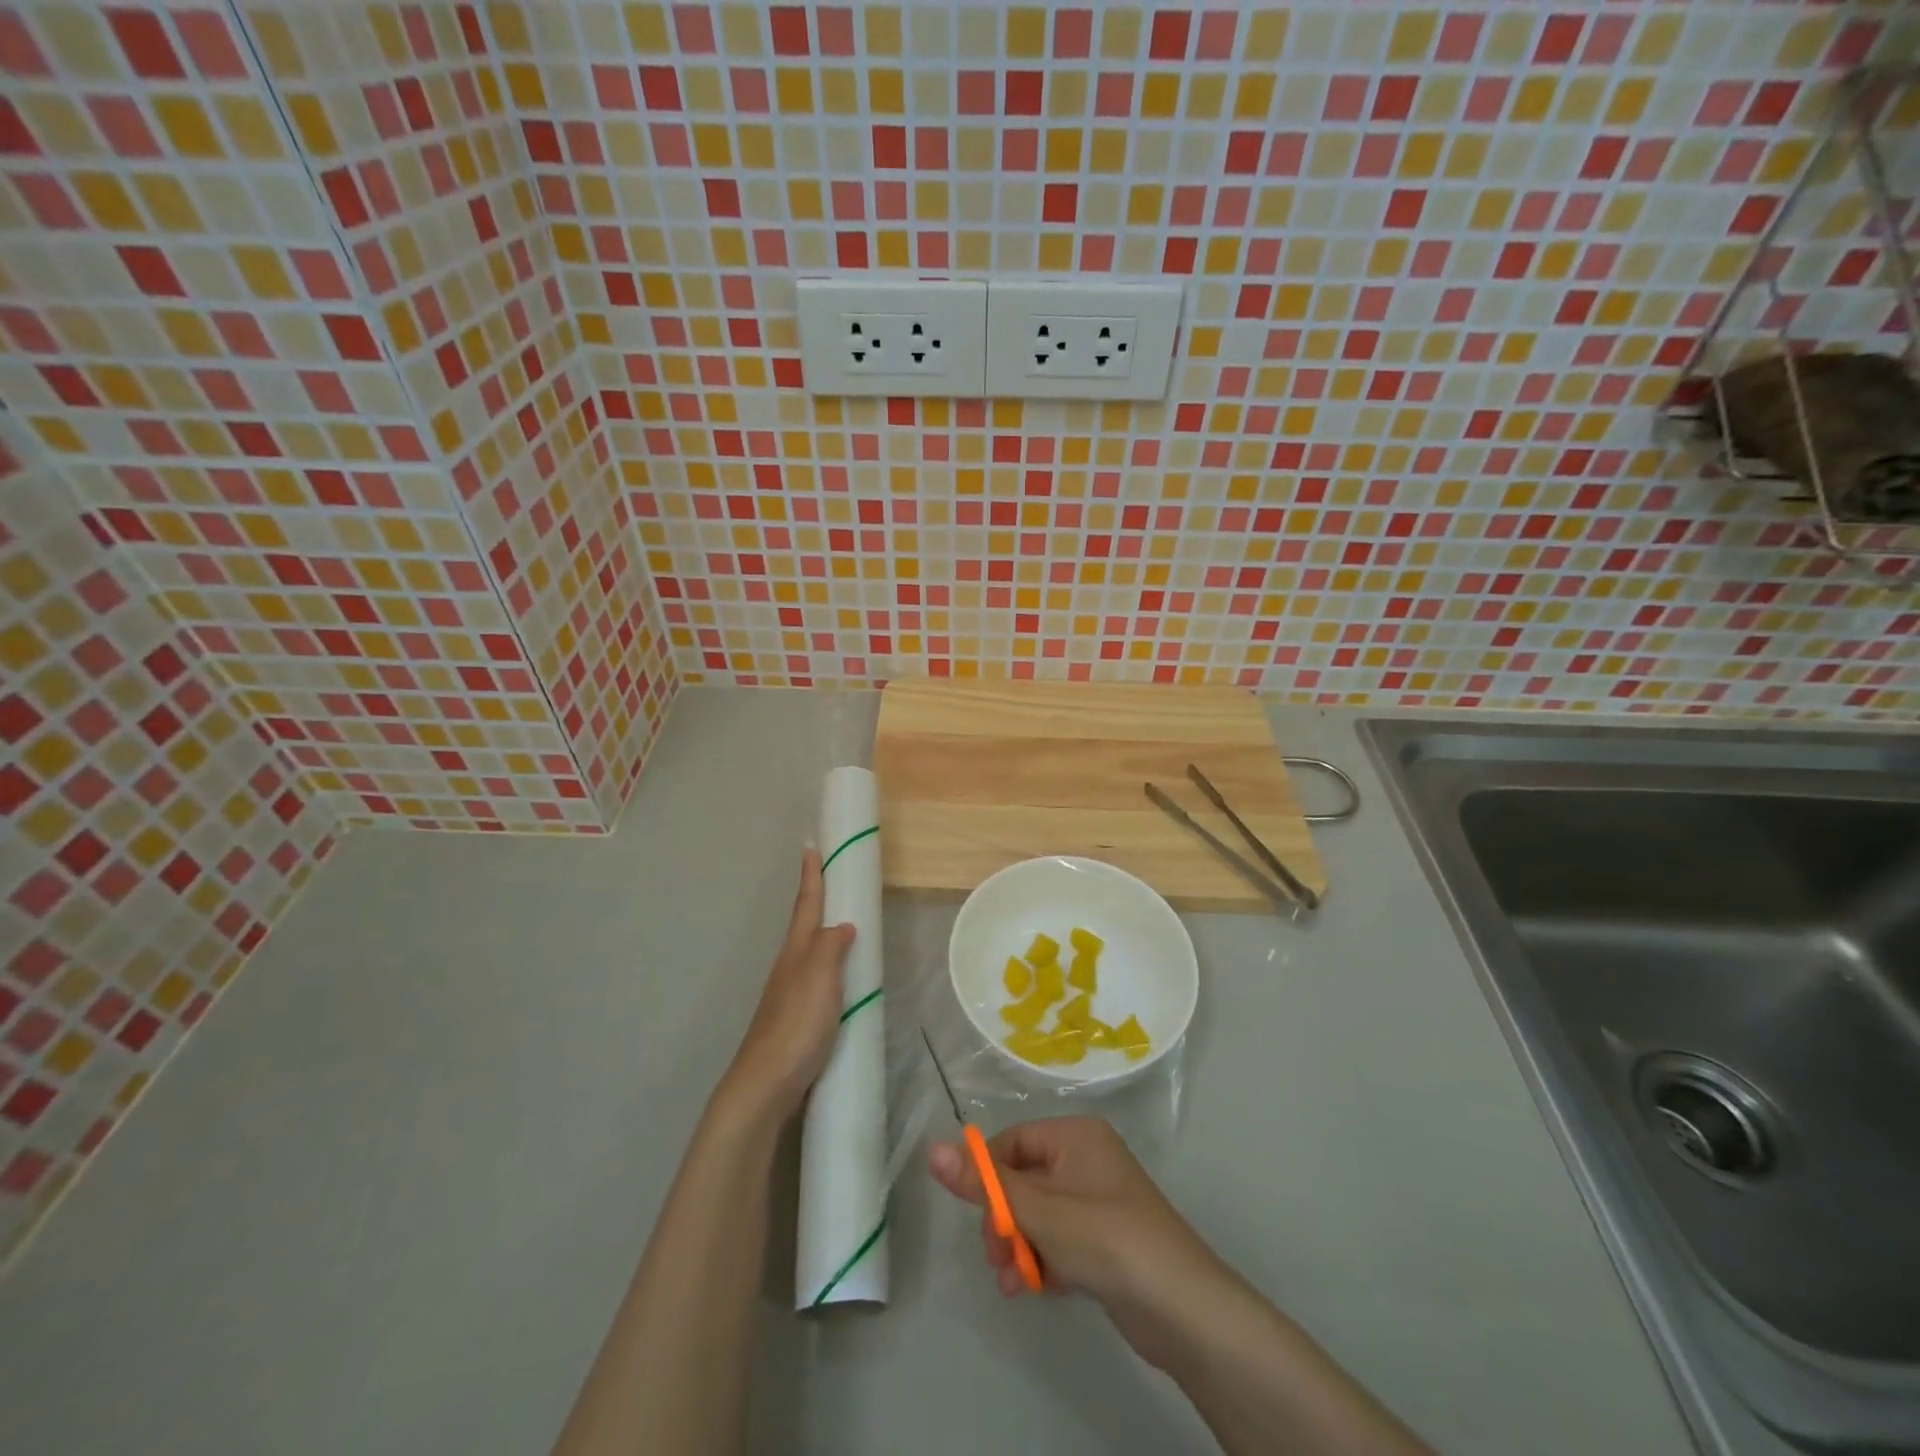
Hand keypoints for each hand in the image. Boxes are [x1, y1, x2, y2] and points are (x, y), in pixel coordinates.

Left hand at [721, 849, 855, 1120]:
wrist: (766, 1084)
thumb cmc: (796, 1025)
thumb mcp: (820, 978)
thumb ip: (832, 947)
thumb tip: (843, 924)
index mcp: (796, 952)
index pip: (806, 906)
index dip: (811, 878)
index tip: (810, 849)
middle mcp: (790, 968)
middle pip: (804, 927)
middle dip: (815, 902)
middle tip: (830, 881)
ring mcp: (789, 996)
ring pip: (809, 954)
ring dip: (823, 936)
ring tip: (841, 926)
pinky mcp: (795, 1021)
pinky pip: (816, 982)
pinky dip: (828, 969)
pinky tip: (839, 982)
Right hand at [928, 1116, 1223, 1366]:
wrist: (1184, 1310)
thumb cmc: (1108, 1240)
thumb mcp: (1040, 1211)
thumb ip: (985, 1185)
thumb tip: (932, 1149)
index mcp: (1075, 1135)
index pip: (1012, 1142)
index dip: (989, 1178)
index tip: (979, 1219)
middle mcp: (1085, 1158)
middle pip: (1022, 1179)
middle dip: (1004, 1220)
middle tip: (999, 1257)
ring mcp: (1095, 1199)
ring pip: (1036, 1214)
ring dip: (1019, 1245)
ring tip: (1015, 1282)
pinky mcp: (1102, 1238)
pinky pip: (1056, 1237)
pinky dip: (1041, 1258)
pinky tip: (1036, 1288)